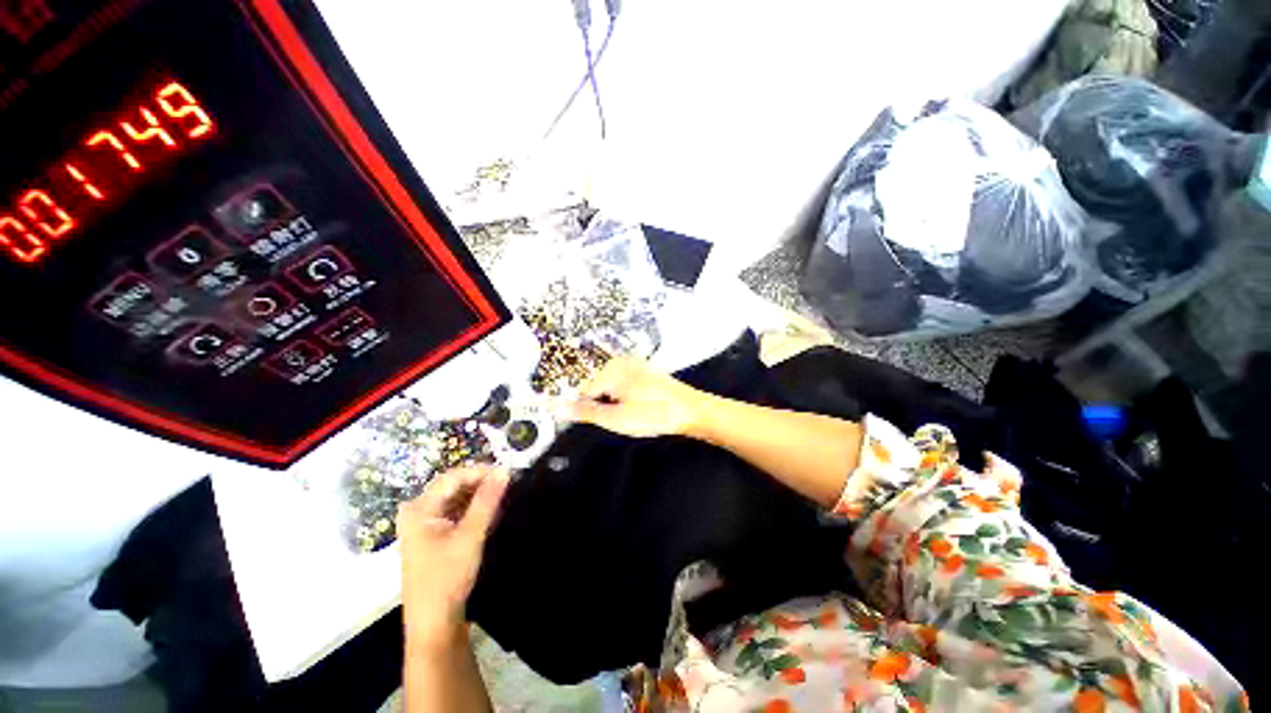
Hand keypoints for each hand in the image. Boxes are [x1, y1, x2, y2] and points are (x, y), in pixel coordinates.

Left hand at [398, 466, 509, 650]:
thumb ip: (487, 501)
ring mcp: (423, 525)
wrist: (434, 624)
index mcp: (419, 509)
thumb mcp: (470, 536)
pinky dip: (472, 511)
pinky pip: (454, 513)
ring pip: (456, 499)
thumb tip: (504, 471)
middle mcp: (417, 512)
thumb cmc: (447, 578)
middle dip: (481, 484)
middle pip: (453, 487)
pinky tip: (489, 515)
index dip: (481, 472)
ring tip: (502, 499)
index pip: (453, 477)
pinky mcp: (432, 536)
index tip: (507, 475)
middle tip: (507, 486)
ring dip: (478, 497)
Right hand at [569, 357, 707, 437]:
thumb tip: (558, 408)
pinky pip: (623, 384)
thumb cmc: (653, 414)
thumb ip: (586, 413)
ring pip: (610, 386)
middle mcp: (620, 362)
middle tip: (619, 420)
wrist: (691, 410)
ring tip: (630, 415)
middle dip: (600, 405)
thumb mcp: (616, 418)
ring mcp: (634, 364)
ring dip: (613, 402)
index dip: (583, 409)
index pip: (582, 391)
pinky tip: (637, 407)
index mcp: (610, 370)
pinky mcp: (644, 371)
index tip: (589, 422)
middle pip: (596, 386)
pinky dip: (624, 397)